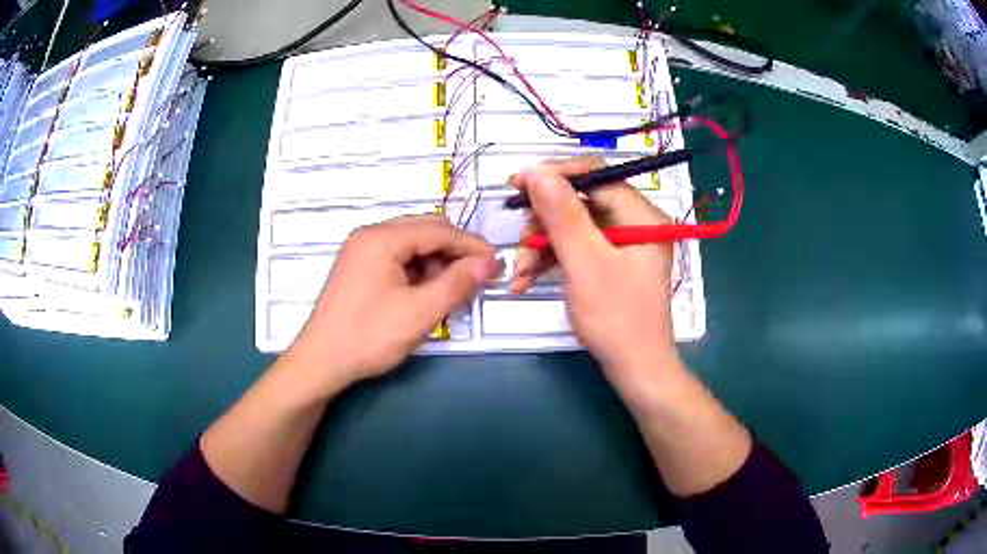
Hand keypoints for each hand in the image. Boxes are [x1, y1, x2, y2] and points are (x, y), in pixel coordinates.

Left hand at [288, 215, 501, 390]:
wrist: (321, 362)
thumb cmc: (368, 337)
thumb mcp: (419, 313)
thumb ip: (457, 284)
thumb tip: (490, 262)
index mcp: (382, 238)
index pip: (438, 230)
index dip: (471, 246)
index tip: (497, 265)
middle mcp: (370, 235)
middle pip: (425, 231)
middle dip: (455, 251)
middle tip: (479, 277)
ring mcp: (361, 251)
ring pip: (411, 244)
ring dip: (437, 261)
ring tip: (454, 289)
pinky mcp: (358, 268)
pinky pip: (397, 258)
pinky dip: (418, 270)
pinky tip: (427, 292)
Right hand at [510, 157, 681, 391]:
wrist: (635, 370)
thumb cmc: (617, 319)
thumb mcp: (586, 264)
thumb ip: (563, 216)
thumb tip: (538, 173)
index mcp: (641, 215)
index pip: (595, 175)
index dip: (554, 175)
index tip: (517, 183)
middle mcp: (634, 222)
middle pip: (580, 201)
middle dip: (543, 222)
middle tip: (520, 244)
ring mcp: (622, 243)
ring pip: (572, 226)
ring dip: (541, 246)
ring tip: (520, 274)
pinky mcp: (610, 262)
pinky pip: (576, 247)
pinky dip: (551, 260)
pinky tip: (527, 280)